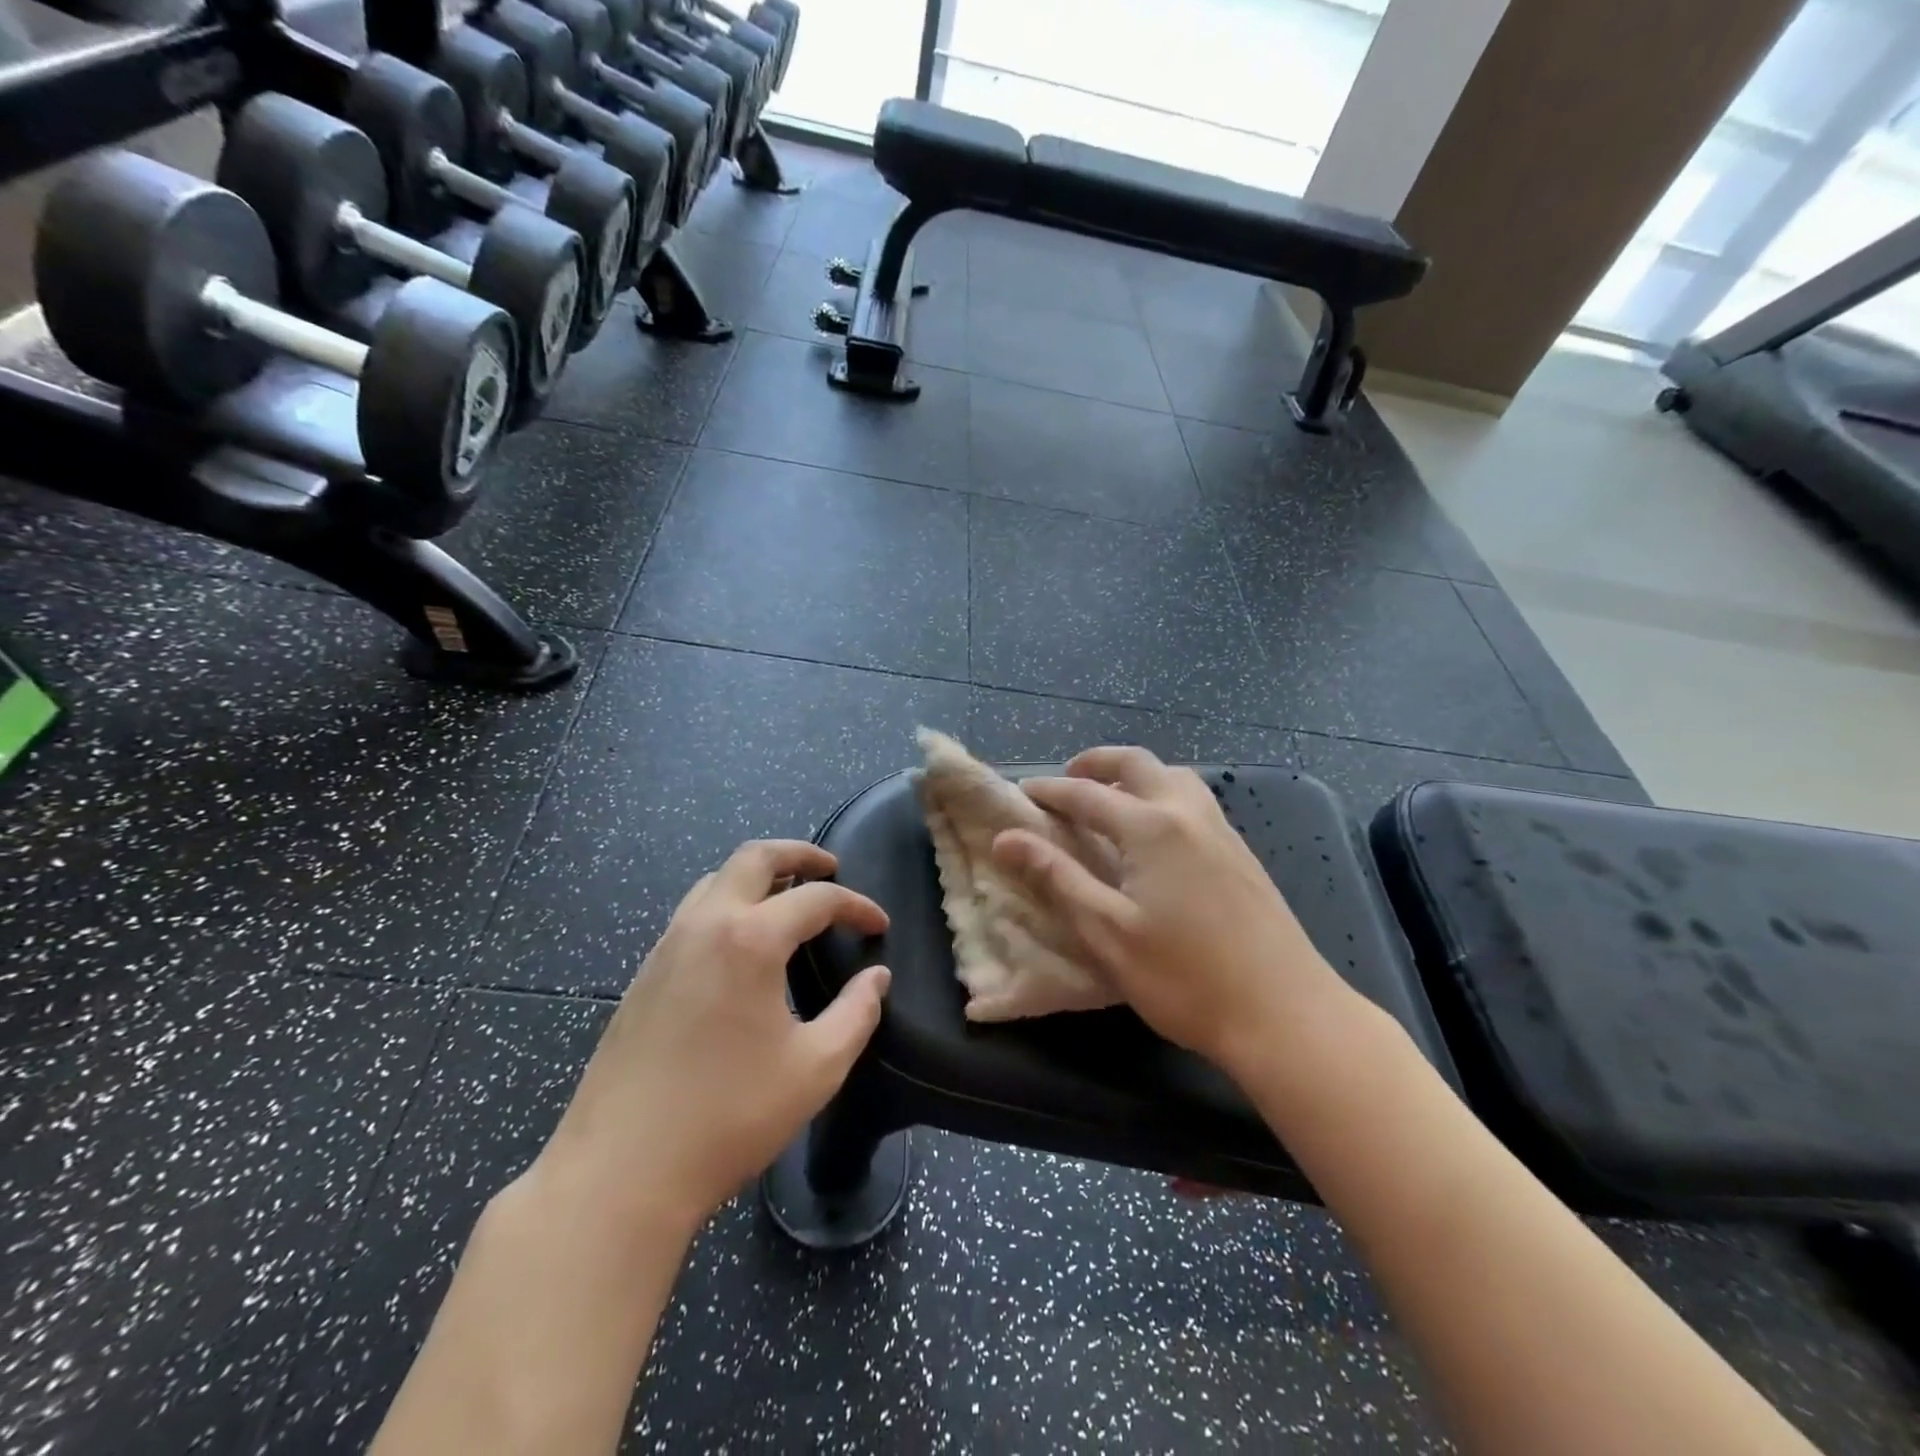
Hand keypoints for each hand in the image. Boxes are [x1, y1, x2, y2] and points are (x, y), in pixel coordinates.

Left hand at [538, 840, 891, 1237]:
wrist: (620, 1171)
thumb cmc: (730, 1116)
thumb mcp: (815, 1068)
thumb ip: (856, 1014)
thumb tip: (876, 979)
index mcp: (750, 939)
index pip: (816, 899)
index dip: (856, 907)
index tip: (879, 926)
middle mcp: (705, 925)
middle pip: (753, 857)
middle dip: (798, 854)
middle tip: (830, 868)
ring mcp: (667, 946)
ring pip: (716, 880)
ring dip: (757, 876)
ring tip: (787, 899)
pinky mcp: (644, 974)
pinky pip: (692, 913)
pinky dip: (727, 904)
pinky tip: (741, 945)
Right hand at [991, 747, 1357, 1077]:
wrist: (1286, 1014)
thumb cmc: (1184, 977)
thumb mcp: (1107, 930)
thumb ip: (1056, 877)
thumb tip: (1006, 838)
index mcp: (1151, 827)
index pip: (1086, 794)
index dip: (1049, 792)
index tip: (1021, 794)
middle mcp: (1187, 813)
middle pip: (1137, 764)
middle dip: (1096, 763)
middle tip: (1067, 779)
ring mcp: (1222, 830)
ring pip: (1173, 777)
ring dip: (1135, 776)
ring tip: (1110, 801)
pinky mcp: (1242, 853)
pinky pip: (1194, 800)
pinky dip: (1163, 794)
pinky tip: (1156, 833)